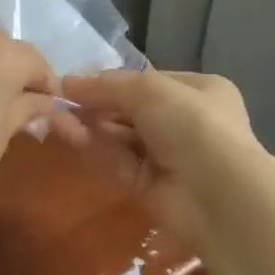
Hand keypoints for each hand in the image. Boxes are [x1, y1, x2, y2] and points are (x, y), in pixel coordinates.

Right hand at [56, 68, 260, 240]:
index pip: (148, 82)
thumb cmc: (193, 125)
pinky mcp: (149, 186)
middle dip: (96, 105)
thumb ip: (108, 85)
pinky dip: (93, 147)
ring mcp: (168, 156)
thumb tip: (68, 82)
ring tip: (55, 116)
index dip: (112, 81)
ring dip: (89, 125)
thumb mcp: (150, 90)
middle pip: (130, 110)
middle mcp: (185, 122)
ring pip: (120, 137)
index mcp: (199, 91)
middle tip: (60, 100)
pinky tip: (66, 134)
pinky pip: (117, 161)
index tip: (75, 81)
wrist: (218, 194)